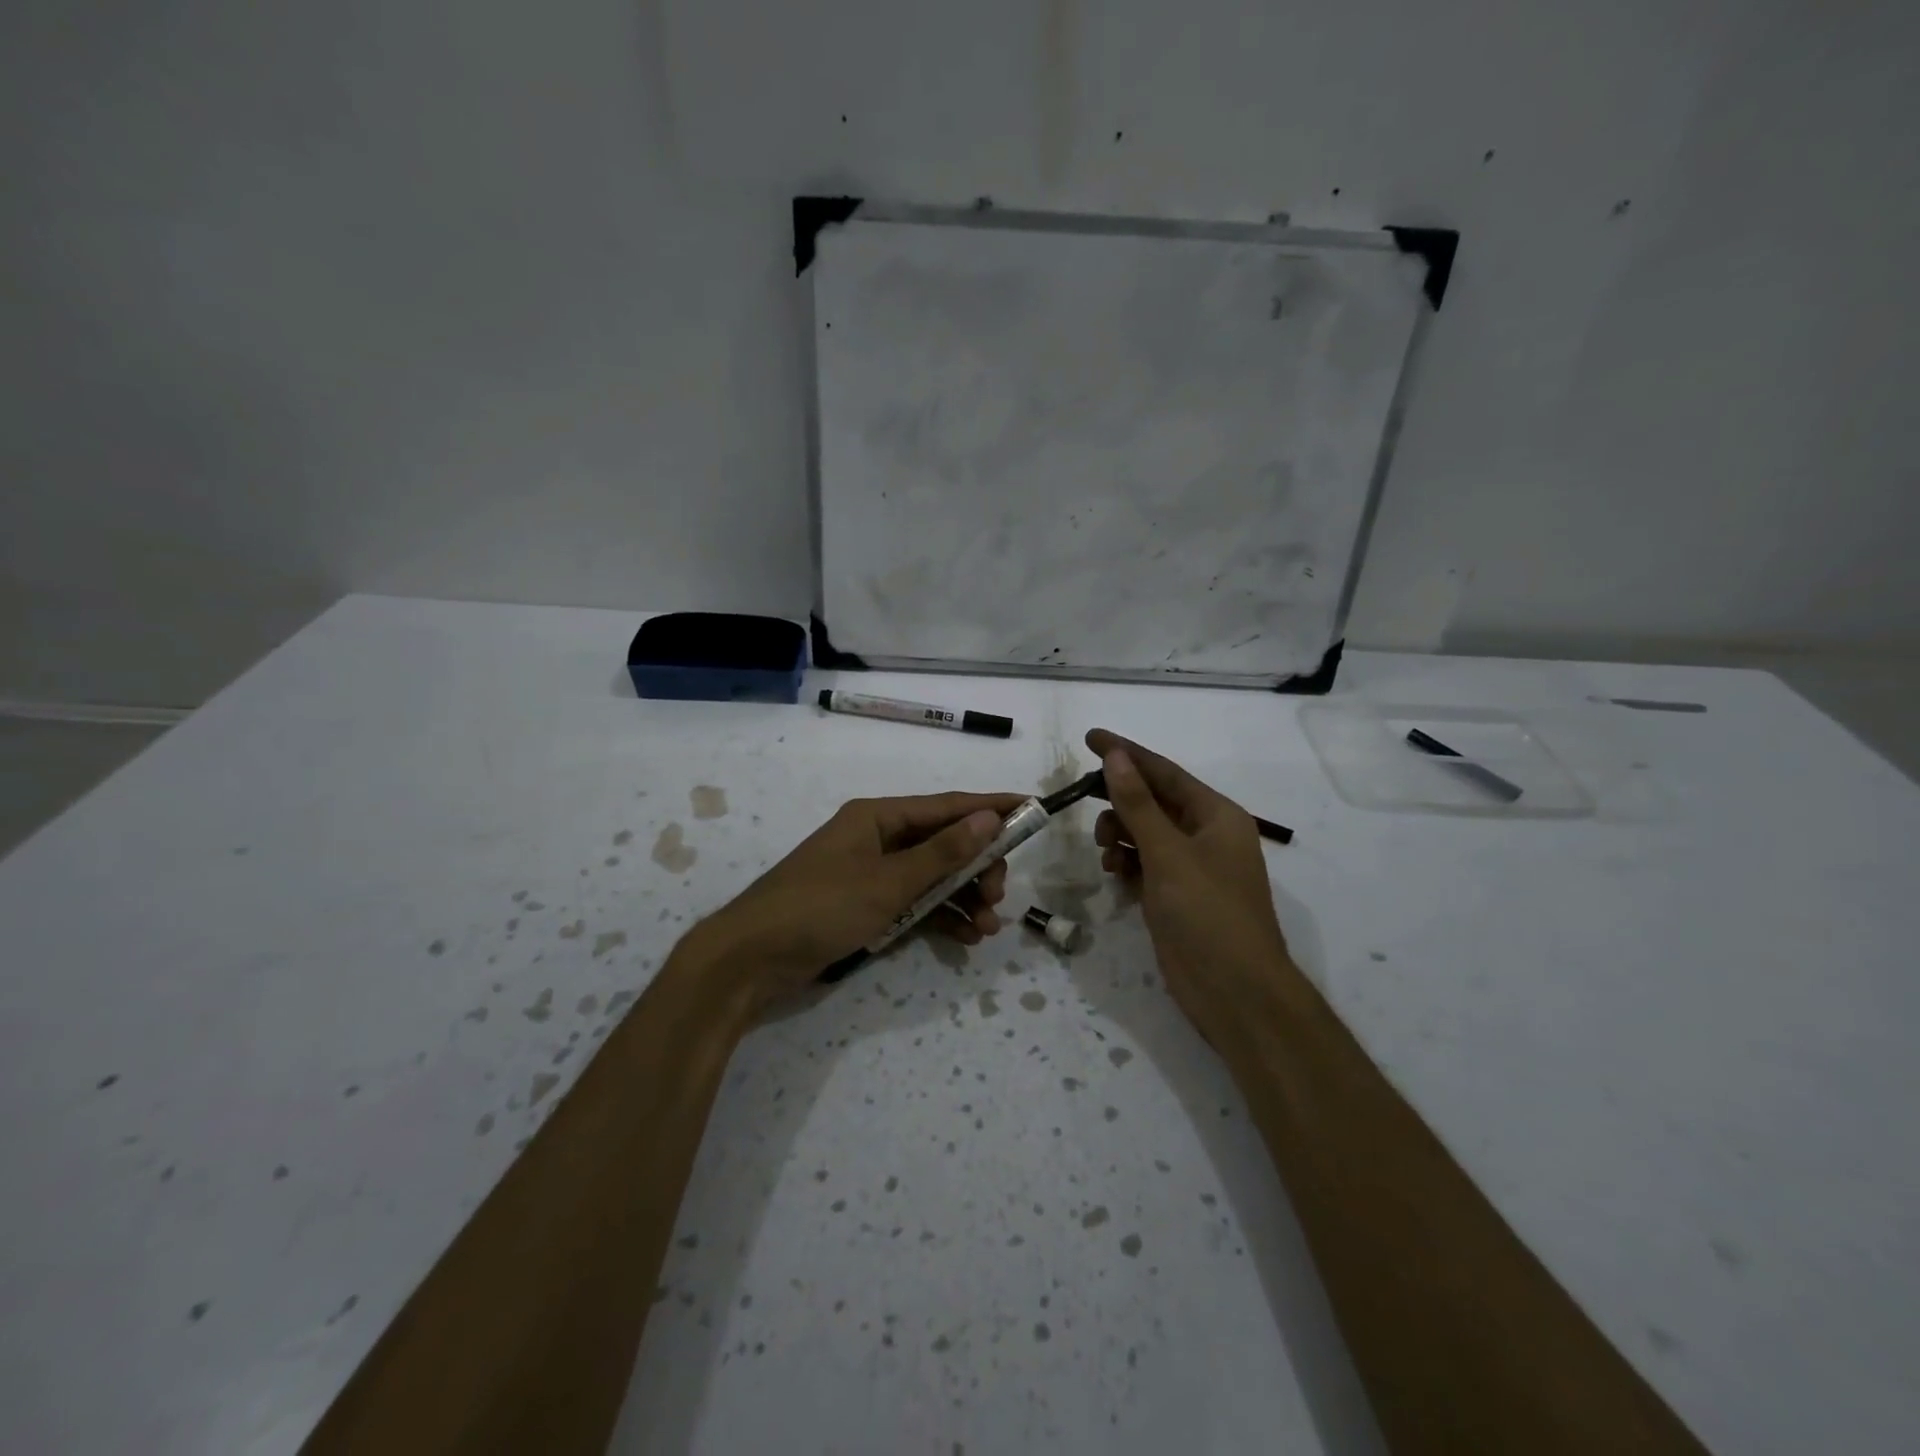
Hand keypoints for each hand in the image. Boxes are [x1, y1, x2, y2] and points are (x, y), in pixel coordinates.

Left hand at [687, 791, 1025, 1015]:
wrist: (749, 960)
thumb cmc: (820, 908)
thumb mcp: (888, 882)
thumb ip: (942, 853)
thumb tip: (988, 818)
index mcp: (877, 817)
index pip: (946, 806)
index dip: (990, 808)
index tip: (1030, 810)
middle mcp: (876, 838)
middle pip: (942, 844)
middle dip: (977, 868)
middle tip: (998, 896)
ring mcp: (869, 874)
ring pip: (931, 877)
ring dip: (962, 898)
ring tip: (988, 927)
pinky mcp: (863, 906)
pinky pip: (913, 903)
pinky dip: (938, 917)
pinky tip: (965, 937)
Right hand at [1087, 729, 1294, 1049]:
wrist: (1234, 992)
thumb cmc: (1208, 913)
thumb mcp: (1168, 853)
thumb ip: (1137, 804)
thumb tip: (1115, 756)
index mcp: (1216, 815)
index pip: (1164, 772)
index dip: (1127, 753)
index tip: (1089, 737)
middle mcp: (1205, 835)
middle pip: (1153, 802)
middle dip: (1120, 802)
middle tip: (1086, 807)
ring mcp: (1191, 867)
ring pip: (1145, 833)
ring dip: (1120, 835)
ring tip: (1105, 853)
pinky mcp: (1177, 895)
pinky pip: (1145, 864)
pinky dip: (1126, 863)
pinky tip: (1115, 875)